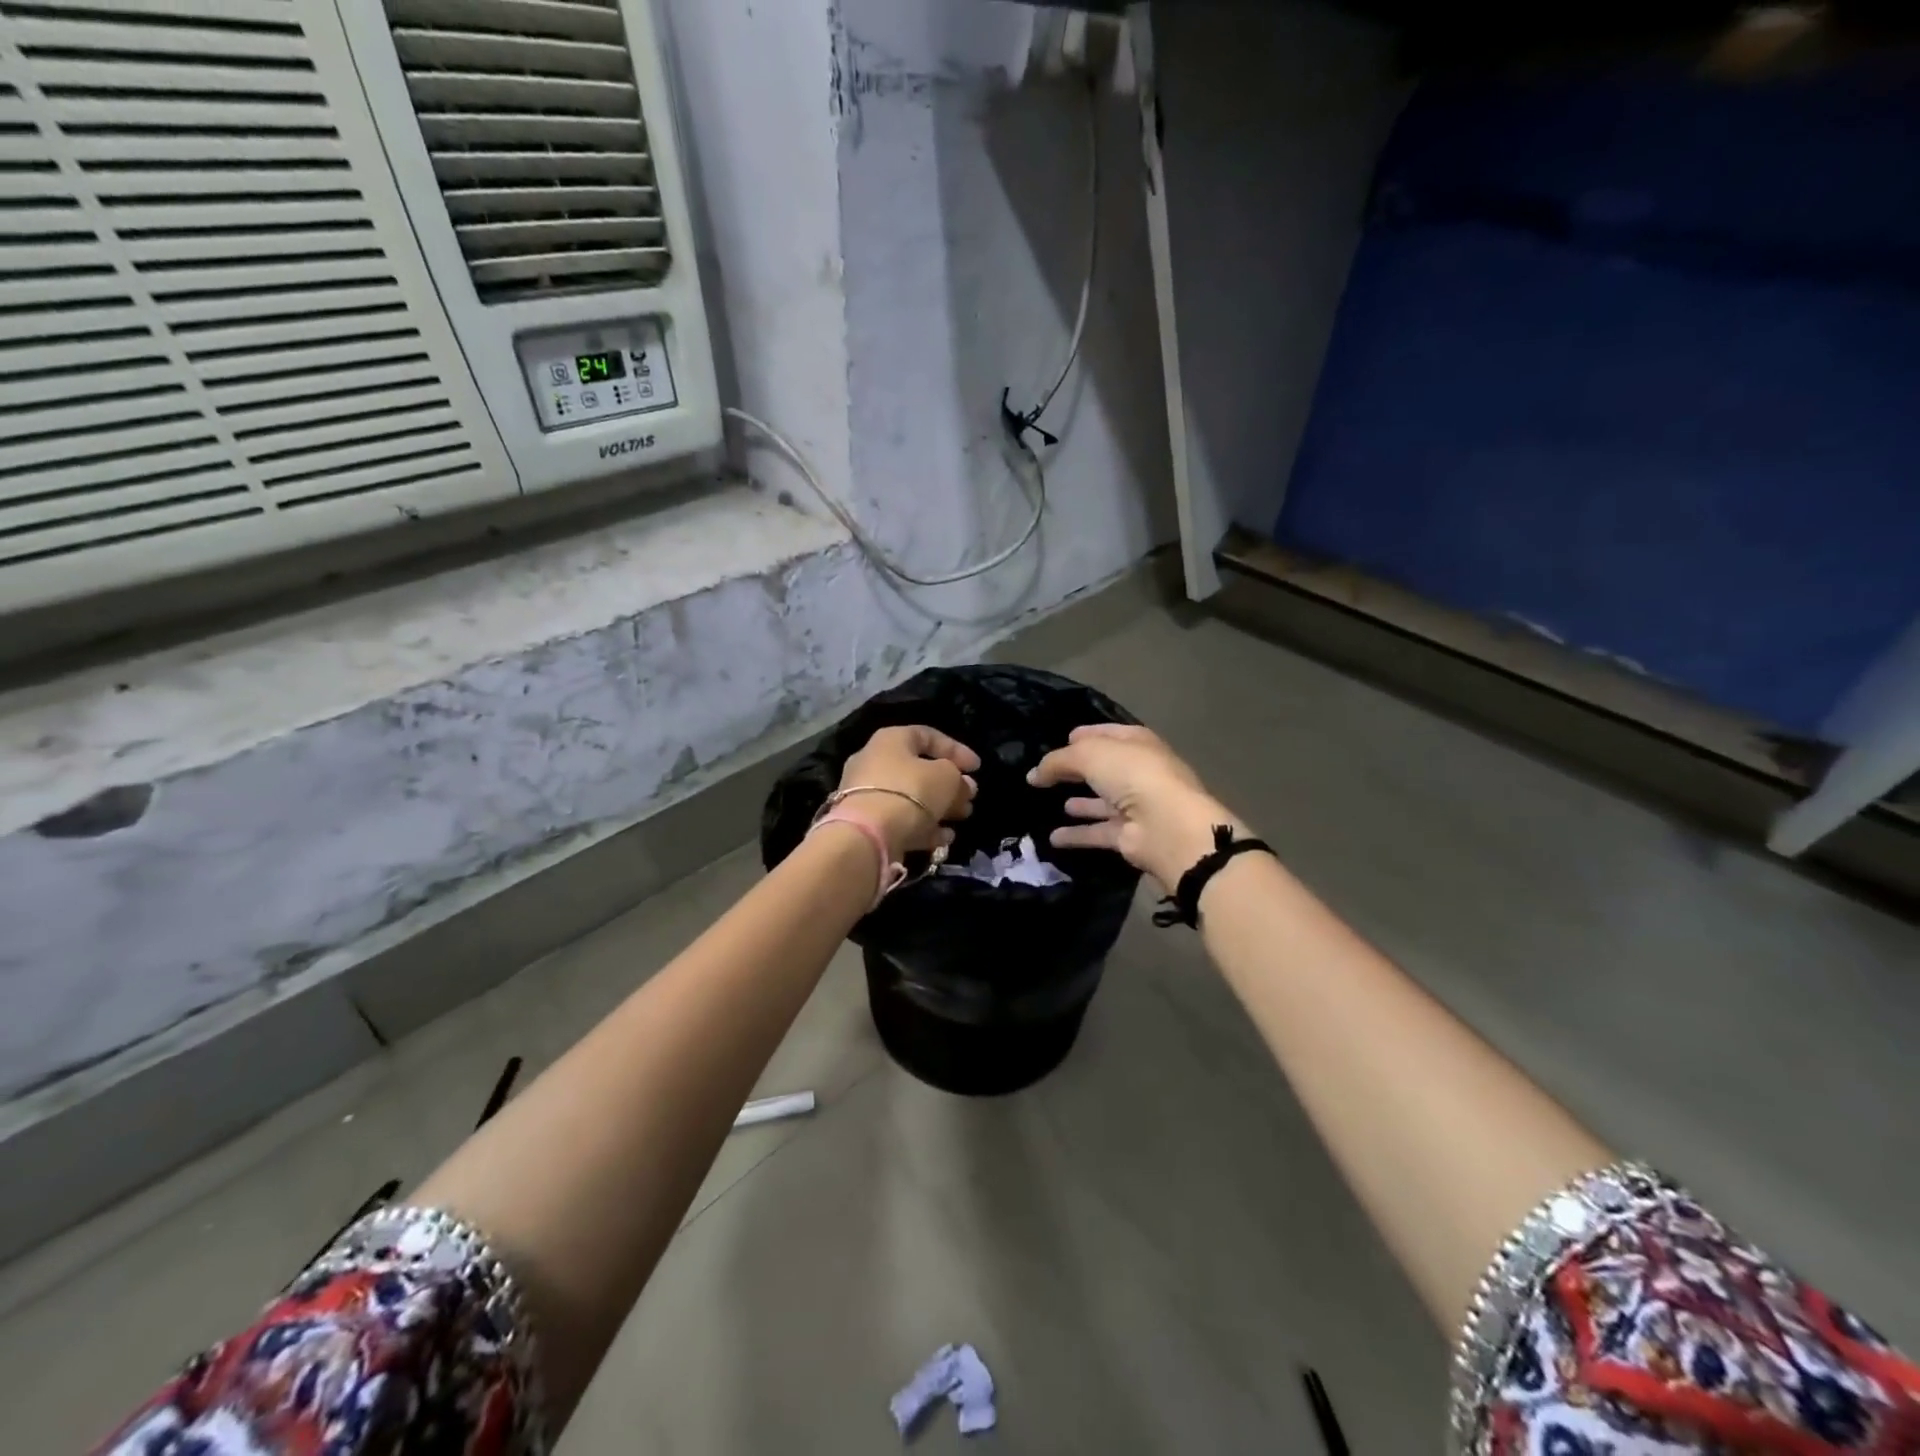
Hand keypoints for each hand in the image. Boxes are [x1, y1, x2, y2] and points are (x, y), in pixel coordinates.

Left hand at [836, 726, 979, 856]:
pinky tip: (944, 839)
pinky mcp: (866, 823)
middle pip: (919, 770)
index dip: (956, 750)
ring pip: (911, 797)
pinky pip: (900, 820)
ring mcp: (867, 794)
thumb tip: (963, 786)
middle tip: (970, 797)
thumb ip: (958, 778)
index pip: (928, 736)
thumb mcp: (946, 777)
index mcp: (891, 740)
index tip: (977, 768)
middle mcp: (874, 761)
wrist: (867, 835)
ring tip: (963, 817)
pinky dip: (923, 827)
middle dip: (949, 784)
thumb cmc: (910, 792)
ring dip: (940, 807)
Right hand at [1028, 724, 1247, 891]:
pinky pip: (1097, 832)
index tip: (1060, 740)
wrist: (1166, 825)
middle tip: (1046, 774)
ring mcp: (1136, 806)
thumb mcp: (1088, 755)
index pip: (1106, 734)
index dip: (1084, 735)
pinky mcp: (1129, 835)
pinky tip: (1052, 838)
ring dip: (1080, 803)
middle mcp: (1138, 772)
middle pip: (1102, 768)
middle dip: (1076, 770)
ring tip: (1048, 803)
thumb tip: (1033, 774)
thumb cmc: (1132, 775)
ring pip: (1101, 802)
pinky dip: (1077, 835)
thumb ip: (1057, 761)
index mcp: (1136, 743)